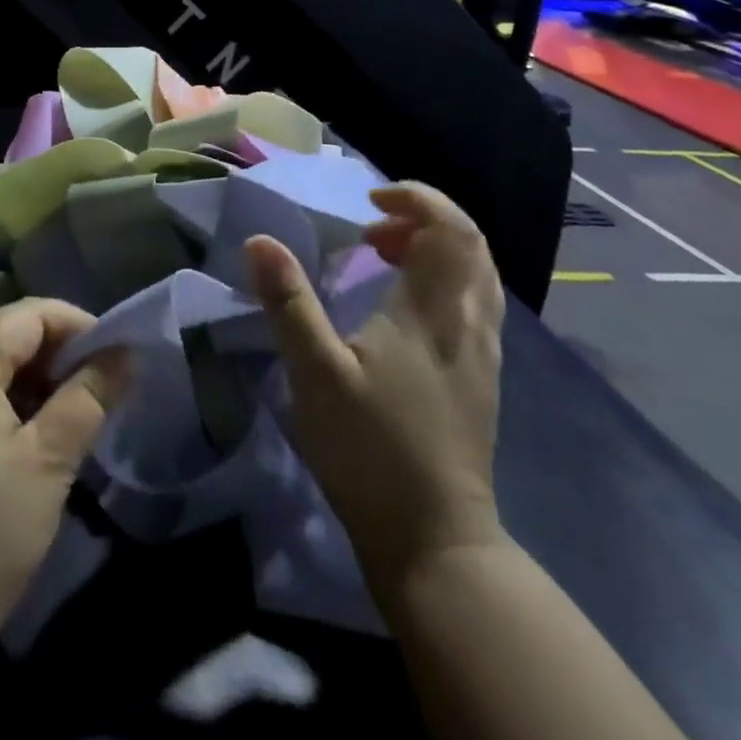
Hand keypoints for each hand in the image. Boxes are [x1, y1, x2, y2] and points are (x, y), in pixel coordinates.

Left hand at [0, 299, 127, 654]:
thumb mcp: (49, 462)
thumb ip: (88, 399)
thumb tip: (124, 355)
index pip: (25, 316)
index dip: (74, 324)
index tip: (114, 355)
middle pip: (5, 334)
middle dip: (57, 348)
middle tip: (100, 380)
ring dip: (36, 375)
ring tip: (77, 405)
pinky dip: (11, 399)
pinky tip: (39, 431)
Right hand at [245, 182, 506, 598]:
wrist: (434, 540)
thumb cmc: (371, 450)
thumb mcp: (315, 372)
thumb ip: (288, 302)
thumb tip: (259, 240)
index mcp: (433, 313)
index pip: (450, 229)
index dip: (417, 198)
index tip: (370, 199)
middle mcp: (469, 324)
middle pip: (471, 246)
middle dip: (424, 220)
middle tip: (371, 230)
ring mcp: (481, 356)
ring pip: (477, 276)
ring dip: (436, 249)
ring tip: (384, 258)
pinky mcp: (480, 381)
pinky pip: (474, 305)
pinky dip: (444, 281)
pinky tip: (404, 308)